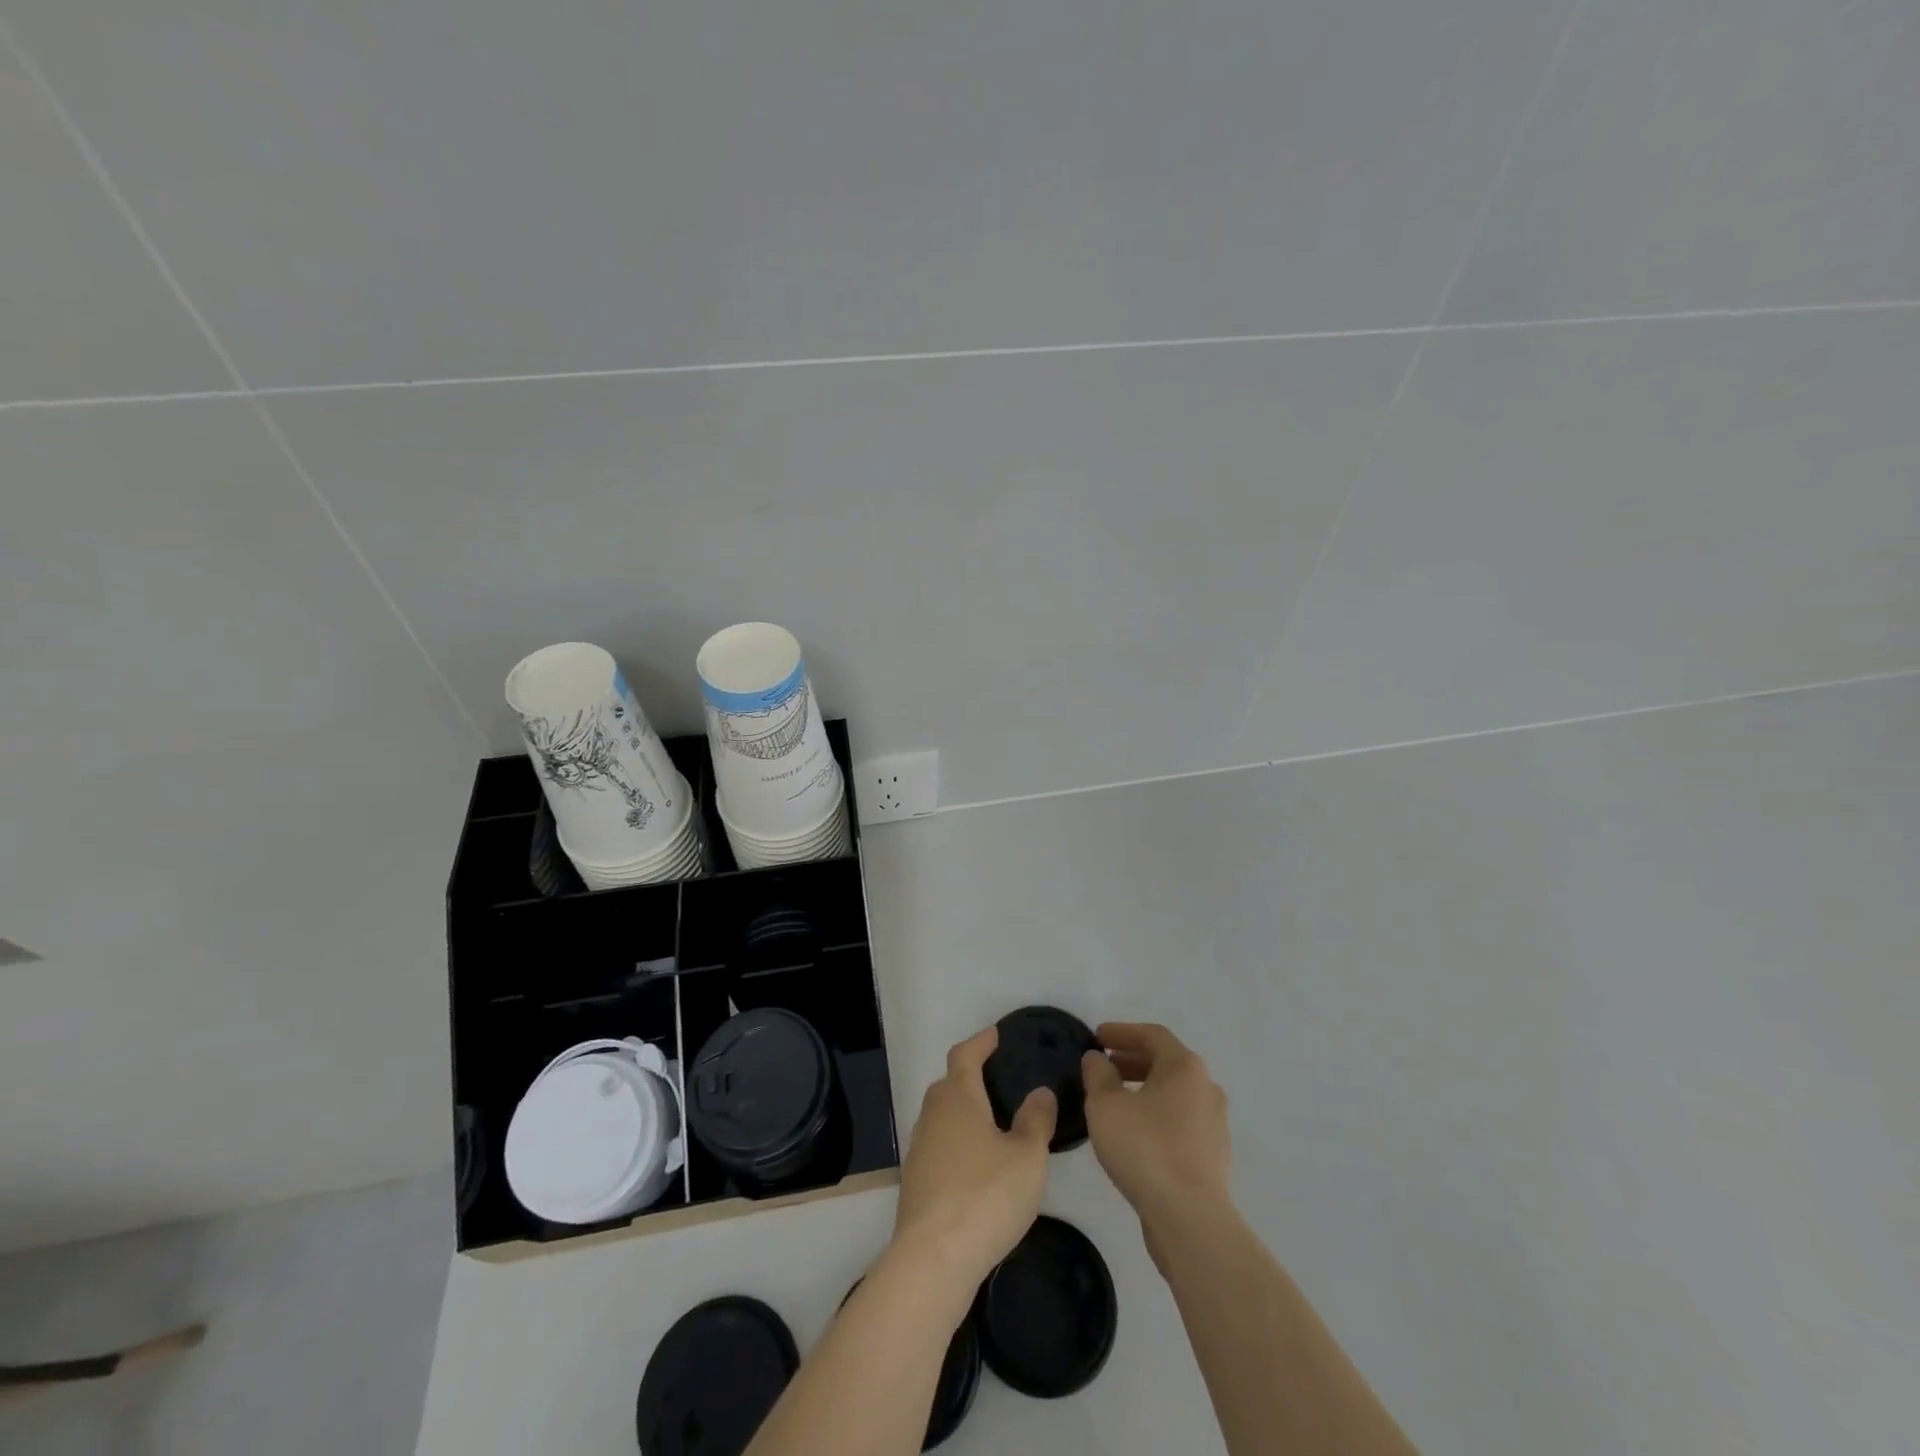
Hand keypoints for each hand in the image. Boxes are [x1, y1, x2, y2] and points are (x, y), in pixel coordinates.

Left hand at [893, 1026, 1056, 1293]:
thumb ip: (1036, 1120)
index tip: (994, 1034)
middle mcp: (933, 1114)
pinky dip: (957, 1142)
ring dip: (963, 1111)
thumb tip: (1040, 1092)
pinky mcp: (916, 1181)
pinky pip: (939, 1145)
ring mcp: (920, 1148)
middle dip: (970, 1075)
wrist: (933, 1258)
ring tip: (991, 1122)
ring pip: (942, 1116)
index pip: (965, 1055)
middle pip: (949, 1083)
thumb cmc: (986, 1195)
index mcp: (958, 1097)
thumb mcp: (1027, 1156)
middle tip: (997, 1079)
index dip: (980, 1042)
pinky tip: (976, 1164)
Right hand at [1082, 1023, 1230, 1237]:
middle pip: (1166, 1062)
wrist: (1189, 1219)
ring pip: (1174, 1093)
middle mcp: (1206, 1087)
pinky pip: (1180, 1120)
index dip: (1122, 1031)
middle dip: (1132, 1060)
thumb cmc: (1145, 1148)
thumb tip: (1098, 1059)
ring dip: (1144, 1088)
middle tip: (1103, 1066)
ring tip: (1114, 1100)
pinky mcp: (1213, 1155)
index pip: (1152, 1034)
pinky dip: (1156, 1114)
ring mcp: (1214, 1123)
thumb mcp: (1106, 1105)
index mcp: (1184, 1067)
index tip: (1096, 1036)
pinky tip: (1134, 1132)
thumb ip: (1097, 1074)